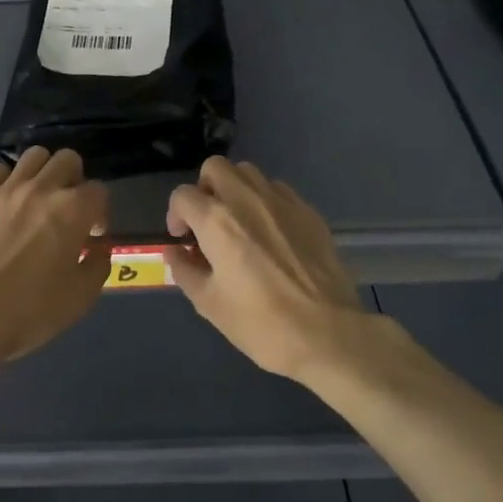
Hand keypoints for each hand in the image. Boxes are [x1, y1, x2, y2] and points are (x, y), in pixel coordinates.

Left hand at [0, 147, 111, 367]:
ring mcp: (5, 189)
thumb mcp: (80, 297)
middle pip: (68, 160)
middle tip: (68, 208)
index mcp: (72, 210)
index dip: (100, 212)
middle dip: (75, 180)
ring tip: (38, 198)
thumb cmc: (29, 311)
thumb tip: (97, 246)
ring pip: (34, 156)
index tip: (92, 234)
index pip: (99, 191)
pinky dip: (7, 181)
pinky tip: (5, 203)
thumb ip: (98, 264)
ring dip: (43, 172)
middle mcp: (41, 189)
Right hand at [166, 157, 369, 382]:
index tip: (183, 239)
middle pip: (216, 167)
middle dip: (205, 189)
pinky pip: (279, 191)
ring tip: (239, 223)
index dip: (176, 215)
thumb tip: (175, 252)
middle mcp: (247, 199)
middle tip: (208, 222)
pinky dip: (266, 202)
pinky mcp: (309, 212)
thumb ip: (184, 270)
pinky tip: (271, 234)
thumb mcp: (209, 303)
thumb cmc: (260, 323)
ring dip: (235, 190)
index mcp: (217, 221)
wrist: (327, 334)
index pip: (182, 195)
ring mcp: (283, 202)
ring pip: (249, 173)